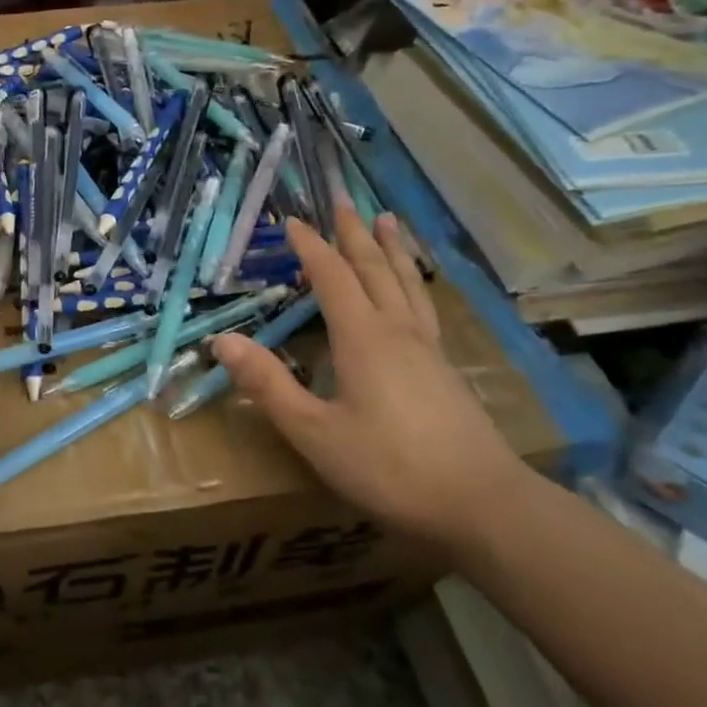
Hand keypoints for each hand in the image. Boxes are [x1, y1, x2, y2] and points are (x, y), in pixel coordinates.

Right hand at [212, 200, 526, 552]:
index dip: (311, 247)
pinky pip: (424, 306)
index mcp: (363, 339)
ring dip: (392, 249)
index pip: (332, 278)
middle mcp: (398, 332)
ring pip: (407, 284)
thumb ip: (268, 385)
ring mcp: (429, 349)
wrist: (484, 506)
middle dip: (355, 234)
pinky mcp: (446, 370)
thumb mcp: (314, 432)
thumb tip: (222, 341)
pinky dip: (412, 281)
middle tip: (344, 200)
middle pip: (375, 269)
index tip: (292, 221)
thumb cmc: (389, 468)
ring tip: (388, 220)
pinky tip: (414, 290)